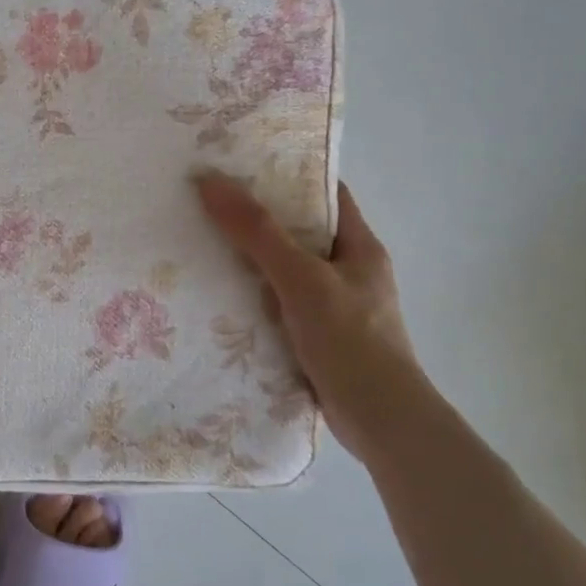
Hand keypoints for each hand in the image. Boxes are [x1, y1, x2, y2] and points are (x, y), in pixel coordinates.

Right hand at [196, 175, 421, 459]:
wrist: (380, 421)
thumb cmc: (350, 339)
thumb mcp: (301, 278)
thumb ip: (257, 232)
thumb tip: (210, 182)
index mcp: (360, 247)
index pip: (327, 195)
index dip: (290, 175)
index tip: (245, 164)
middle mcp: (351, 272)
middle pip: (302, 232)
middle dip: (260, 218)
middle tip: (213, 202)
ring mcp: (336, 307)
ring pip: (289, 271)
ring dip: (254, 261)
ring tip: (205, 243)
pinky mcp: (320, 338)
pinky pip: (282, 305)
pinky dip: (256, 298)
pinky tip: (222, 296)